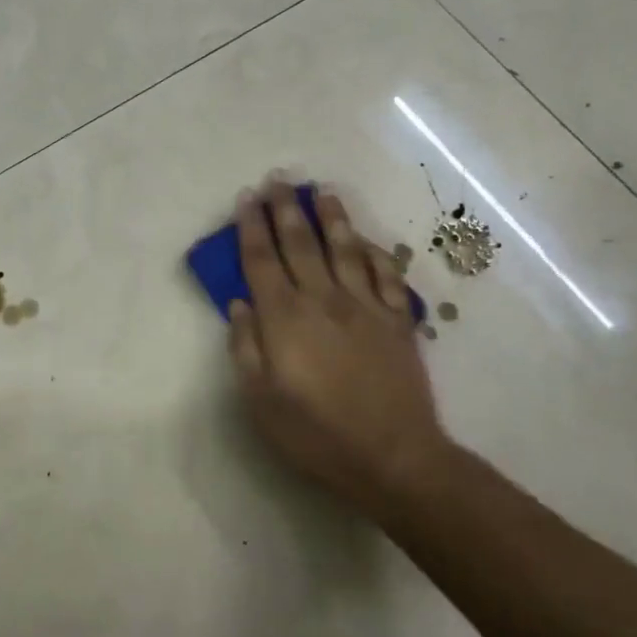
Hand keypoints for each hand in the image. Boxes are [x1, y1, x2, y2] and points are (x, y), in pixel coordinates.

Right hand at [228, 181, 453, 522]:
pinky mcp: (396, 321)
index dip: (252, 226)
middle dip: (286, 208)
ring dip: (332, 217)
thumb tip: (240, 304)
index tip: (246, 198)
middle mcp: (323, 300)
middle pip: (301, 243)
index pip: (262, 260)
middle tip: (279, 178)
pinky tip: (368, 240)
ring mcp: (365, 307)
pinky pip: (386, 275)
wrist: (393, 457)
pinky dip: (375, 253)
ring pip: (346, 249)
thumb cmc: (316, 434)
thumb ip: (246, 348)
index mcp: (285, 318)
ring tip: (322, 191)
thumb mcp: (260, 401)